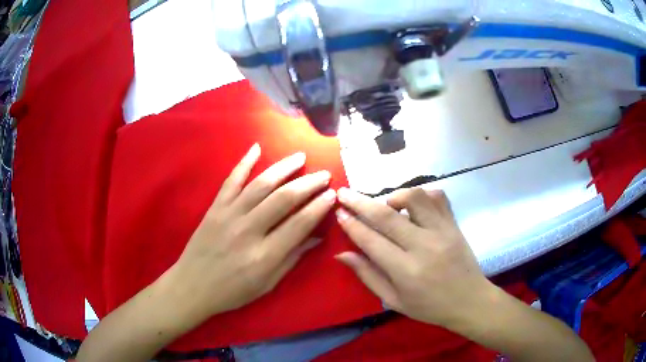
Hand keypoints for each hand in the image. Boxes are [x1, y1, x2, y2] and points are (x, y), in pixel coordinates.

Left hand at [168, 144, 336, 321]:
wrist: (192, 285)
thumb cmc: (232, 291)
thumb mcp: (267, 284)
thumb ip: (292, 258)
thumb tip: (317, 237)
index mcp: (264, 255)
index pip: (299, 224)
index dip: (318, 207)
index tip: (332, 194)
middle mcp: (248, 231)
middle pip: (284, 199)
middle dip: (308, 183)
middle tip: (324, 174)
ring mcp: (229, 215)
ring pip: (261, 184)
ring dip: (284, 168)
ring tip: (300, 157)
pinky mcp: (215, 207)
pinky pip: (231, 180)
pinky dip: (244, 162)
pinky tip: (257, 148)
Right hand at [335, 187, 493, 329]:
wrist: (469, 301)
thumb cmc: (429, 307)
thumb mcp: (393, 300)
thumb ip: (368, 275)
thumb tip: (342, 254)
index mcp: (405, 271)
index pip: (371, 240)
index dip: (352, 224)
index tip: (339, 212)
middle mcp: (423, 246)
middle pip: (386, 216)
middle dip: (360, 202)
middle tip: (344, 193)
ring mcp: (442, 231)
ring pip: (415, 198)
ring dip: (394, 195)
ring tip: (386, 204)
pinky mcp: (454, 224)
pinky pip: (438, 197)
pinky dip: (422, 195)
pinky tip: (414, 205)